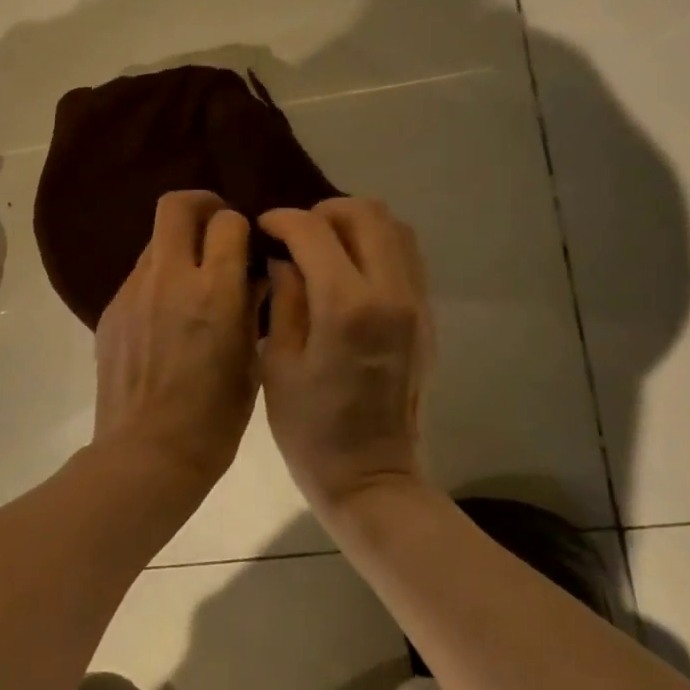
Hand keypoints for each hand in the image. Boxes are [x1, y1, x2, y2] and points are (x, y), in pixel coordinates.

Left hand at [92, 190, 261, 495]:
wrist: (147, 453)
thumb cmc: (214, 418)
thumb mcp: (251, 362)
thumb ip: (251, 307)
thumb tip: (252, 276)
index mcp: (214, 292)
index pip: (227, 222)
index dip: (241, 227)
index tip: (246, 244)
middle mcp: (170, 278)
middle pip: (176, 206)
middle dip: (201, 205)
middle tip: (216, 228)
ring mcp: (133, 292)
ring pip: (155, 241)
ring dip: (178, 246)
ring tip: (192, 280)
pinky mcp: (111, 310)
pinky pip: (138, 276)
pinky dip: (158, 279)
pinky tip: (166, 315)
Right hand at [258, 199, 431, 513]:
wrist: (372, 478)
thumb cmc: (310, 429)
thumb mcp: (278, 362)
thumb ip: (284, 298)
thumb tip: (284, 259)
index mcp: (346, 306)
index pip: (314, 231)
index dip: (282, 219)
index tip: (263, 227)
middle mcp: (390, 293)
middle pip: (366, 213)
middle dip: (324, 211)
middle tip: (296, 233)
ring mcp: (417, 303)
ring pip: (395, 228)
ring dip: (355, 225)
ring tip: (325, 247)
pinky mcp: (427, 317)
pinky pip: (407, 256)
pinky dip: (377, 246)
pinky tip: (349, 271)